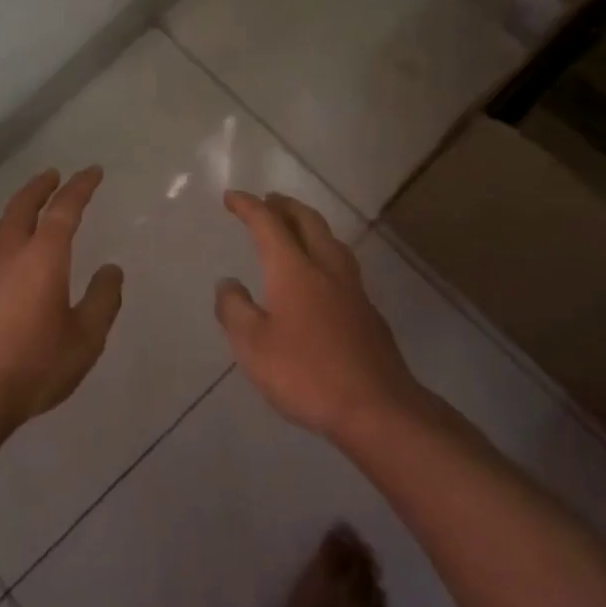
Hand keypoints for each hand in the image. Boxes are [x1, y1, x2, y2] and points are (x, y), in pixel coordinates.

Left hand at [0, 167, 123, 435]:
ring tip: (27, 208)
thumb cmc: (34, 364)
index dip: (80, 187)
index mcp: (43, 257)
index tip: (92, 171)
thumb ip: (102, 300)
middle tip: (52, 175)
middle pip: (22, 207)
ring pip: (0, 226)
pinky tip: (7, 256)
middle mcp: (9, 254)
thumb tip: (111, 270)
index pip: (64, 209)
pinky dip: (4, 237)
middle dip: (40, 187)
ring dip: (17, 209)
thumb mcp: (85, 338)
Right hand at [216, 191, 419, 441]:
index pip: (268, 224)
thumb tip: (228, 283)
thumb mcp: (253, 346)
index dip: (249, 207)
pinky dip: (324, 252)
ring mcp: (352, 290)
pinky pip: (342, 264)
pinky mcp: (368, 312)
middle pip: (308, 222)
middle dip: (285, 206)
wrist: (377, 409)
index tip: (231, 197)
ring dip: (310, 224)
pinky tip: (320, 274)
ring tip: (296, 227)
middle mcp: (326, 269)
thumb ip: (235, 310)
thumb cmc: (306, 375)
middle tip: (268, 200)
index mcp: (294, 270)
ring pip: (331, 240)